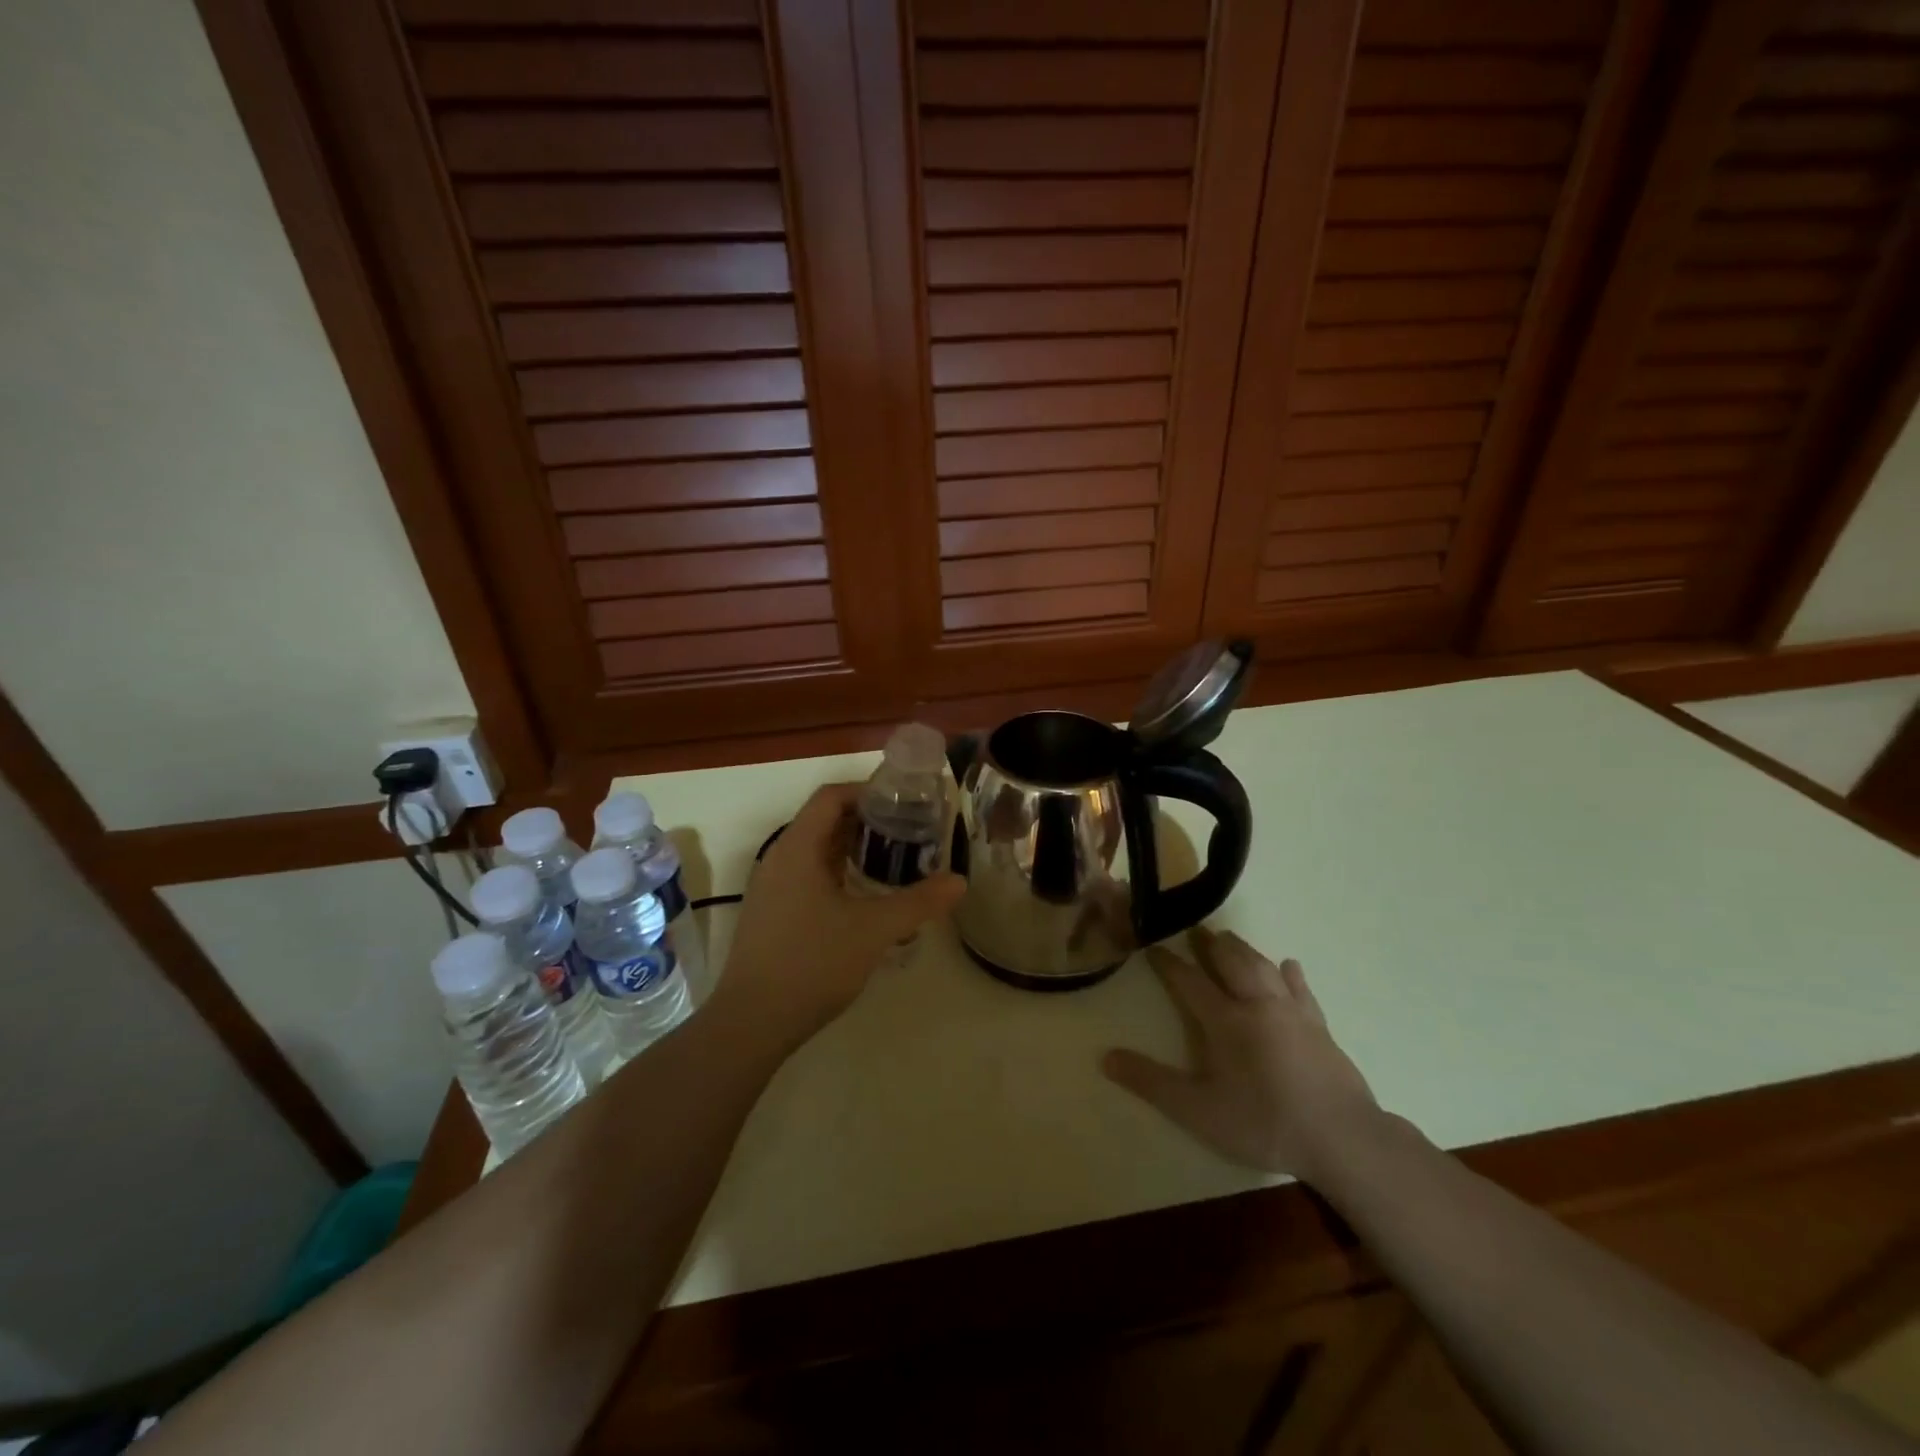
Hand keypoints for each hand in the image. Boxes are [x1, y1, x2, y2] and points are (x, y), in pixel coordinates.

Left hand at [714, 782, 964, 1048]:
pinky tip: (864, 899)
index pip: (831, 797)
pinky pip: (807, 877)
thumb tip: (960, 881)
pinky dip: (838, 875)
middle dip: (867, 821)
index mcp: (798, 848)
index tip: (904, 802)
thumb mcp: (873, 930)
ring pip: (816, 852)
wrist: (752, 1022)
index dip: (867, 791)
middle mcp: (779, 858)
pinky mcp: (771, 913)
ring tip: (894, 862)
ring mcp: (771, 888)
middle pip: (824, 821)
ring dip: (853, 850)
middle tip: (909, 832)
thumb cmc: (812, 963)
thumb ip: (918, 901)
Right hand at [1104, 930, 1381, 1183]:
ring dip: (1243, 949)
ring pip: (1263, 966)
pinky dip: (1290, 973)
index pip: (1189, 981)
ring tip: (1229, 939)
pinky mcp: (1320, 1025)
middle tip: (1195, 930)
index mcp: (1226, 1020)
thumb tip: (1106, 1057)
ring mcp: (1292, 1012)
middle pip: (1230, 961)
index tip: (1153, 947)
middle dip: (1209, 944)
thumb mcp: (1198, 1112)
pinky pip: (1301, 988)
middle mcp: (1257, 1004)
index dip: (1168, 963)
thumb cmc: (1264, 1123)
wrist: (1343, 1138)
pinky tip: (1289, 965)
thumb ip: (1152, 1083)